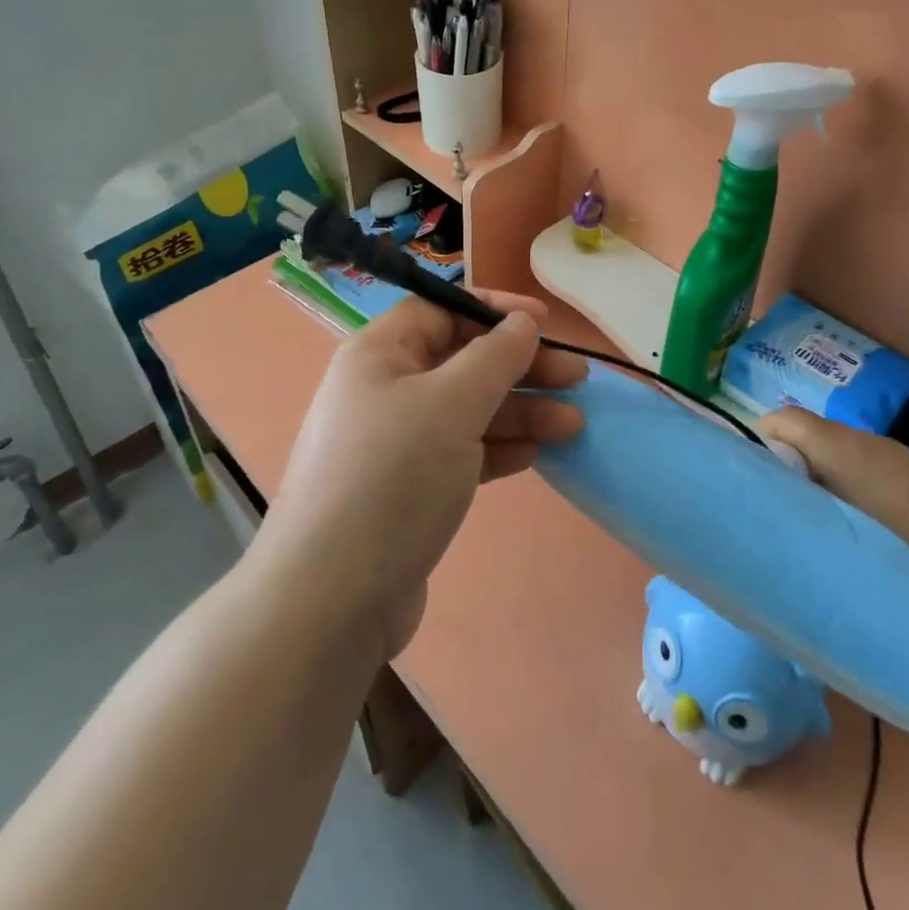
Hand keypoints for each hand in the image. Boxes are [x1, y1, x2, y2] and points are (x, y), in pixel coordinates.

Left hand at [258, 292, 586, 658]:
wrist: (331, 600)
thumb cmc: (394, 477)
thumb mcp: (452, 404)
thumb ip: (495, 357)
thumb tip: (522, 323)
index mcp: (380, 353)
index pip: (442, 310)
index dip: (494, 309)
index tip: (545, 322)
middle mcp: (383, 389)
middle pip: (462, 360)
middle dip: (520, 367)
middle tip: (577, 378)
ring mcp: (394, 441)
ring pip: (466, 409)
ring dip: (519, 411)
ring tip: (573, 424)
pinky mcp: (406, 488)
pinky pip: (460, 451)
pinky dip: (497, 448)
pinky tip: (534, 456)